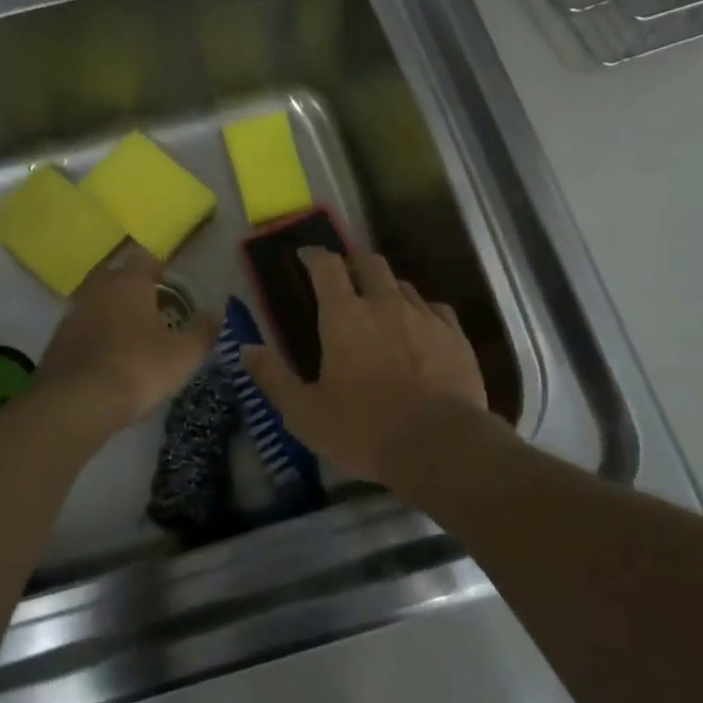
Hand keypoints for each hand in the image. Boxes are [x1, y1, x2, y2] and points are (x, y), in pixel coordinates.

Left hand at [37, 244, 217, 429]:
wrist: (76, 403)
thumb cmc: (138, 368)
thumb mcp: (184, 354)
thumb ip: (203, 332)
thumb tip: (215, 315)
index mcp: (129, 282)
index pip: (143, 258)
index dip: (158, 269)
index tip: (169, 287)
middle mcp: (97, 288)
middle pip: (115, 276)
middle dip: (131, 288)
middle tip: (151, 310)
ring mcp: (72, 314)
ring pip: (96, 302)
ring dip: (111, 312)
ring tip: (130, 337)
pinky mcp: (56, 341)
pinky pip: (81, 329)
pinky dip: (94, 337)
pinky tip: (107, 359)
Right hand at [242, 248, 486, 485]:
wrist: (441, 446)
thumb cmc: (364, 430)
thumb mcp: (304, 413)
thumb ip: (273, 378)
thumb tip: (247, 349)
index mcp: (344, 316)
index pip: (327, 266)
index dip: (314, 255)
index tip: (305, 256)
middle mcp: (385, 304)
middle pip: (369, 262)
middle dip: (352, 261)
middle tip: (343, 276)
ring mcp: (424, 316)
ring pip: (402, 284)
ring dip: (385, 287)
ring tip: (379, 305)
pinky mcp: (455, 335)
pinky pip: (434, 308)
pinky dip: (419, 310)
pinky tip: (418, 328)